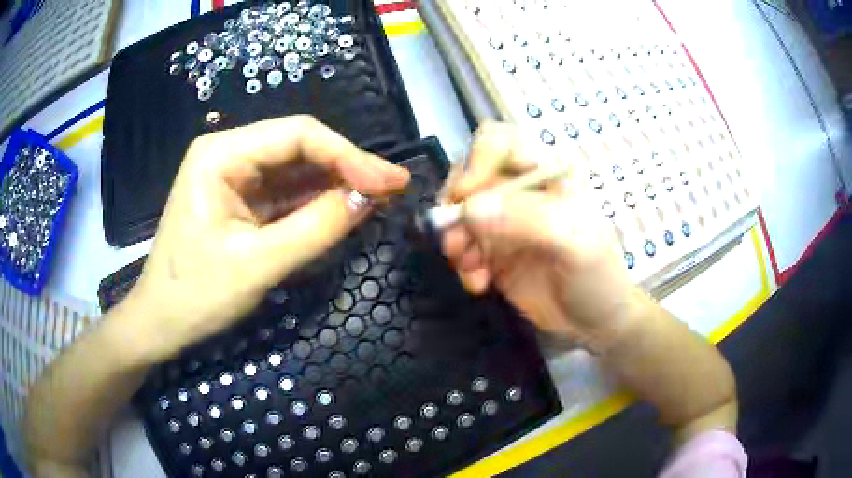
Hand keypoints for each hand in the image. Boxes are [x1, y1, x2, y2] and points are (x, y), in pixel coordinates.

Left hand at [125, 116, 409, 361]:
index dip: (348, 154)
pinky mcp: (243, 202)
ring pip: (297, 170)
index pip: (297, 135)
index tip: (388, 181)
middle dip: (347, 166)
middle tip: (393, 186)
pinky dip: (318, 202)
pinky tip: (347, 208)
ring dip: (337, 184)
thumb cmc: (195, 295)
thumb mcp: (257, 264)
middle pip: (299, 148)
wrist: (161, 323)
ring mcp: (236, 178)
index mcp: (221, 155)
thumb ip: (316, 227)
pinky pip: (287, 194)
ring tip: (380, 197)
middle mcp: (229, 155)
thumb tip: (369, 198)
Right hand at [441, 123, 637, 350]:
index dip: (476, 161)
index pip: (499, 142)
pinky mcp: (492, 252)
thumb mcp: (574, 242)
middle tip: (456, 241)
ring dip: (456, 241)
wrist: (594, 322)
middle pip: (469, 175)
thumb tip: (469, 209)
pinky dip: (463, 265)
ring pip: (459, 214)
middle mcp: (520, 191)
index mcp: (545, 173)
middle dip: (456, 207)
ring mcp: (504, 222)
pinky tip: (480, 285)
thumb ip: (527, 219)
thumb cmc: (597, 275)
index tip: (465, 197)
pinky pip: (462, 247)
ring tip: (470, 269)